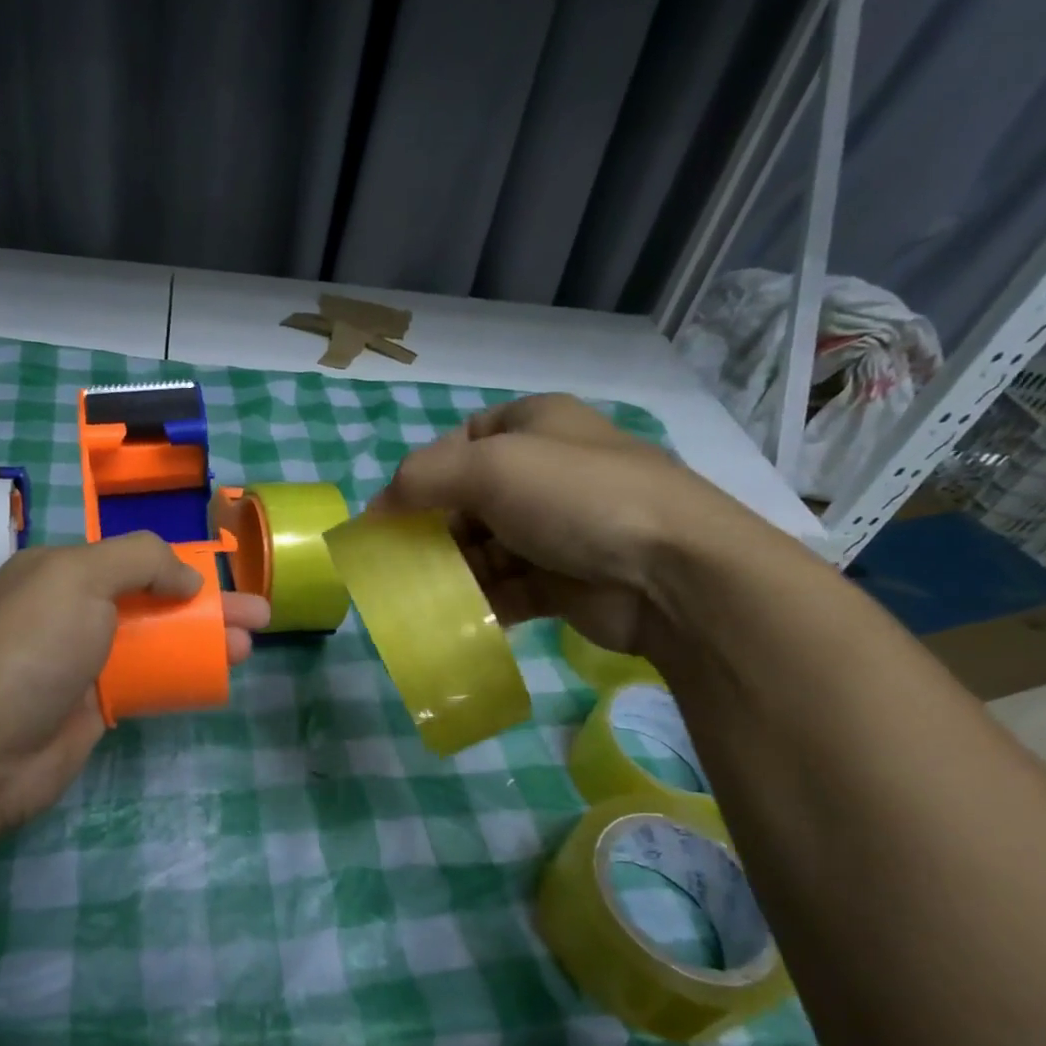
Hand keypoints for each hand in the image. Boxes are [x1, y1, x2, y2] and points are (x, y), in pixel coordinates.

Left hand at [0, 533, 269, 835]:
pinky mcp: (95, 707)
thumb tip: (188, 579)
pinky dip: (181, 677)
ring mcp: (85, 662)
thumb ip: (141, 560)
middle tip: (260, 617)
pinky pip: (147, 682)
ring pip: (156, 643)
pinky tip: (214, 680)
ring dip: (203, 642)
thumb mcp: (81, 578)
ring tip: (250, 648)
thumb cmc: (33, 648)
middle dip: (209, 606)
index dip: (183, 566)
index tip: (225, 577)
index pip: (134, 559)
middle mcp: (72, 611)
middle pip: (154, 601)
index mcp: (62, 571)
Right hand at [372, 394, 750, 654]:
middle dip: (433, 531)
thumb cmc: (576, 499)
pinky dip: (480, 602)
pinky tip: (456, 619)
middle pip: (469, 501)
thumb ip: (420, 479)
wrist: (671, 573)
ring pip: (484, 549)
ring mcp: (557, 530)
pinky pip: (506, 589)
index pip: (464, 442)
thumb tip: (375, 509)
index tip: (391, 514)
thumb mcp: (489, 468)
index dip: (422, 475)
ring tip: (420, 597)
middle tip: (400, 562)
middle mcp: (547, 473)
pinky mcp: (563, 581)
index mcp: (535, 426)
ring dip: (452, 572)